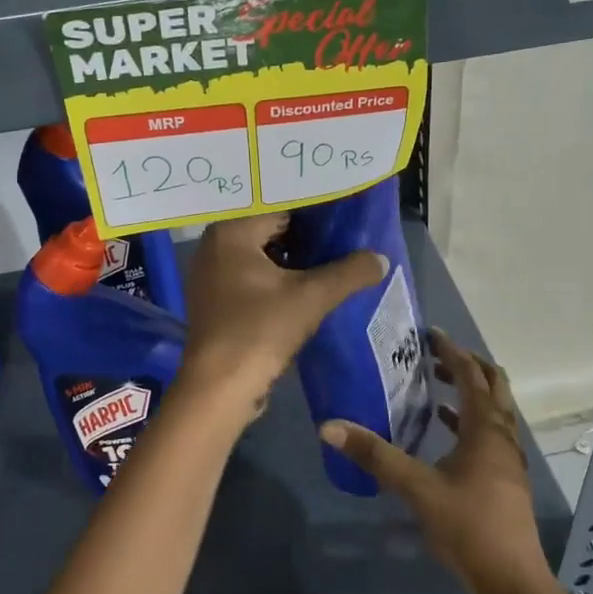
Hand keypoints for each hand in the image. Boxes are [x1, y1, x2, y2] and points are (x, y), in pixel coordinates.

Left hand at [177, 213, 386, 417]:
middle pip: (270, 230)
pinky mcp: (215, 300)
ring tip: (333, 260)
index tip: (346, 214)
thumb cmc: (261, 330)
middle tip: (345, 236)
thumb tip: (381, 258)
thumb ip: (350, 272)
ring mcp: (211, 274)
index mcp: (231, 231)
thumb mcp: (313, 297)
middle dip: (306, 236)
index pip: (281, 206)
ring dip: (294, 260)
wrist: (220, 387)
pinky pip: (252, 276)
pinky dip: (277, 279)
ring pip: (262, 255)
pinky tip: (306, 287)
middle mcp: (214, 245)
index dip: (316, 212)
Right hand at [321, 330, 564, 593]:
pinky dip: (468, 419)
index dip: (451, 351)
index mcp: (486, 428)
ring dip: (469, 391)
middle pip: (492, 384)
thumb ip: (376, 456)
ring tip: (434, 384)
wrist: (513, 581)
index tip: (428, 334)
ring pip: (493, 408)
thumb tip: (329, 425)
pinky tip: (444, 431)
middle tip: (432, 356)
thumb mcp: (418, 489)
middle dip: (466, 365)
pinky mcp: (506, 477)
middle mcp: (502, 435)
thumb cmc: (468, 527)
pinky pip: (489, 432)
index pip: (471, 374)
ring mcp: (508, 457)